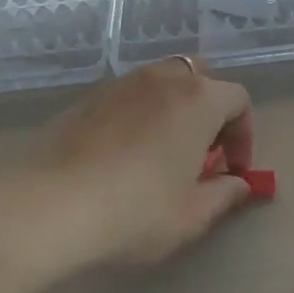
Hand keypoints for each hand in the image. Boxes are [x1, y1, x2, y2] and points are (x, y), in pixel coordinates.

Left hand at [14, 58, 255, 276]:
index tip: (233, 170)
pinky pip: (128, 96)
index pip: (238, 100)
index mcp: (198, 100)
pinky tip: (125, 154)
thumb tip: (239, 184)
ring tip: (163, 152)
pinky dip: (140, 114)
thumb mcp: (191, 215)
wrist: (49, 206)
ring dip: (174, 108)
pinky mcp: (87, 98)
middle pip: (200, 76)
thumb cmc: (135, 211)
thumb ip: (224, 194)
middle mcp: (162, 79)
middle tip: (202, 151)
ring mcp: (120, 84)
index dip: (243, 135)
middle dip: (210, 109)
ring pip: (161, 81)